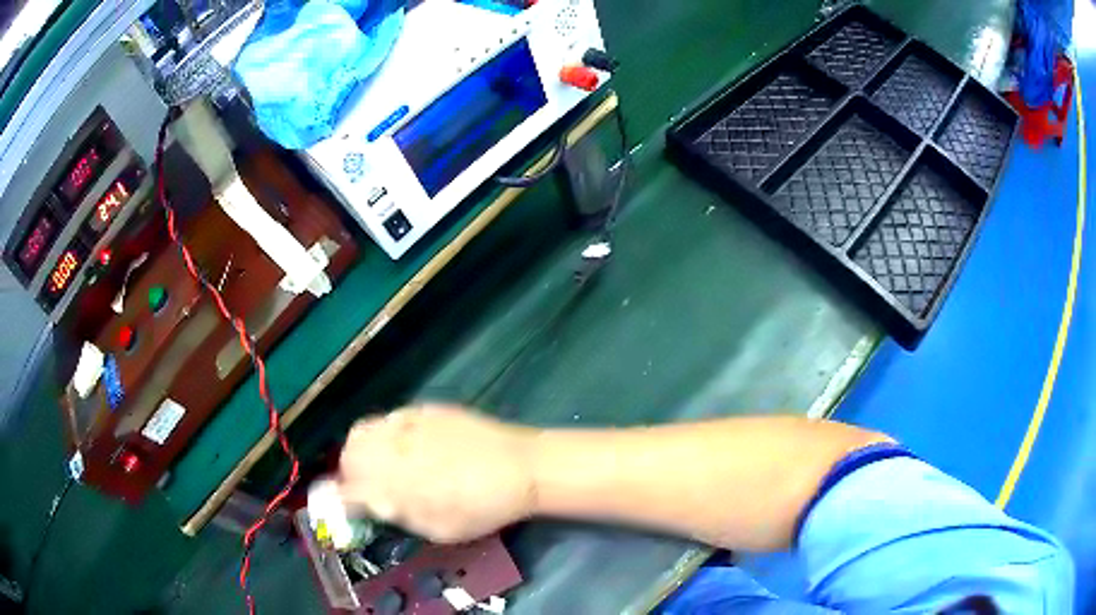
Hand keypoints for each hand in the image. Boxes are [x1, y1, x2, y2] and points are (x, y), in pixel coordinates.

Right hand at [337, 404, 537, 543]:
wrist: (522, 467)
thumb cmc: (484, 508)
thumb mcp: (441, 529)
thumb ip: (403, 516)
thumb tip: (377, 505)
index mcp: (398, 485)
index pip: (350, 489)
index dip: (344, 499)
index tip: (350, 506)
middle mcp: (395, 449)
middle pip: (349, 453)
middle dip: (349, 471)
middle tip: (364, 484)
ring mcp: (409, 424)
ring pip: (363, 430)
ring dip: (362, 449)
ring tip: (379, 464)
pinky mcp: (425, 410)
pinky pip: (390, 418)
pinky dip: (385, 433)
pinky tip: (403, 445)